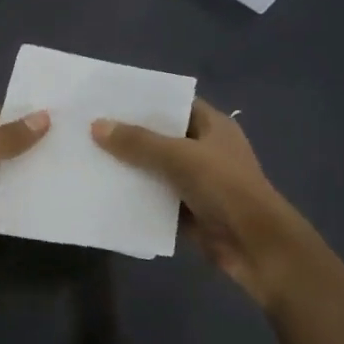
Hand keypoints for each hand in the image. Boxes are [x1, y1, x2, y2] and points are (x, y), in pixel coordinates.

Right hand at [91, 99, 307, 303]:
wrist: (255, 245)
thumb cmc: (224, 188)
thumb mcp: (179, 157)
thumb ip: (138, 142)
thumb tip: (97, 125)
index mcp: (213, 126)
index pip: (175, 105)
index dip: (145, 101)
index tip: (109, 99)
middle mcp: (205, 150)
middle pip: (162, 137)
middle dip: (130, 135)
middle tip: (89, 128)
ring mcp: (198, 182)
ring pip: (156, 170)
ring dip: (130, 168)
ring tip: (89, 158)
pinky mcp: (188, 211)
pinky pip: (157, 199)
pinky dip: (137, 197)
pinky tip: (105, 192)